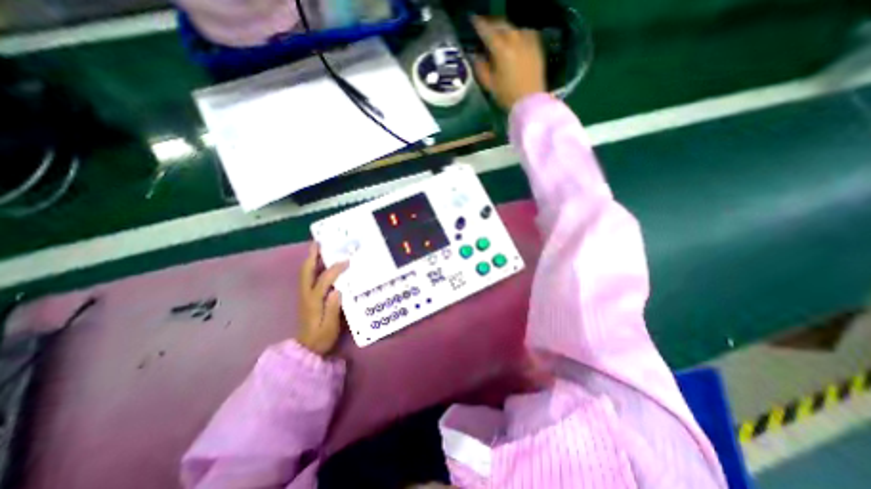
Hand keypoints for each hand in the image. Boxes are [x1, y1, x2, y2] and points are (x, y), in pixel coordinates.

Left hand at [292, 242, 347, 355]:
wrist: (306, 348)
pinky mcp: (306, 297)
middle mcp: (306, 295)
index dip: (334, 269)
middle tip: (319, 242)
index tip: (347, 261)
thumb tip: (337, 290)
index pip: (324, 280)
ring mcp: (304, 295)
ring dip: (311, 259)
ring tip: (318, 247)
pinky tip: (319, 263)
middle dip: (312, 256)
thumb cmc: (321, 337)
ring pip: (305, 272)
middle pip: (307, 271)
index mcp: (313, 301)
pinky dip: (312, 267)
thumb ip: (333, 308)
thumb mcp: (330, 326)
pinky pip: (307, 277)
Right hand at [474, 16, 542, 111]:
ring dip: (504, 28)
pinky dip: (517, 33)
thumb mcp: (490, 85)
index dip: (479, 25)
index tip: (473, 20)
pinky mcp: (536, 46)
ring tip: (499, 33)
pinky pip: (525, 33)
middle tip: (485, 26)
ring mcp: (527, 41)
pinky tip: (515, 39)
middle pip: (501, 25)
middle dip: (492, 24)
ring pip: (513, 28)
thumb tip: (476, 56)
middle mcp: (515, 40)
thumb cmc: (507, 96)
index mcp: (501, 50)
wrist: (530, 101)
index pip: (487, 31)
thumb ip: (481, 68)